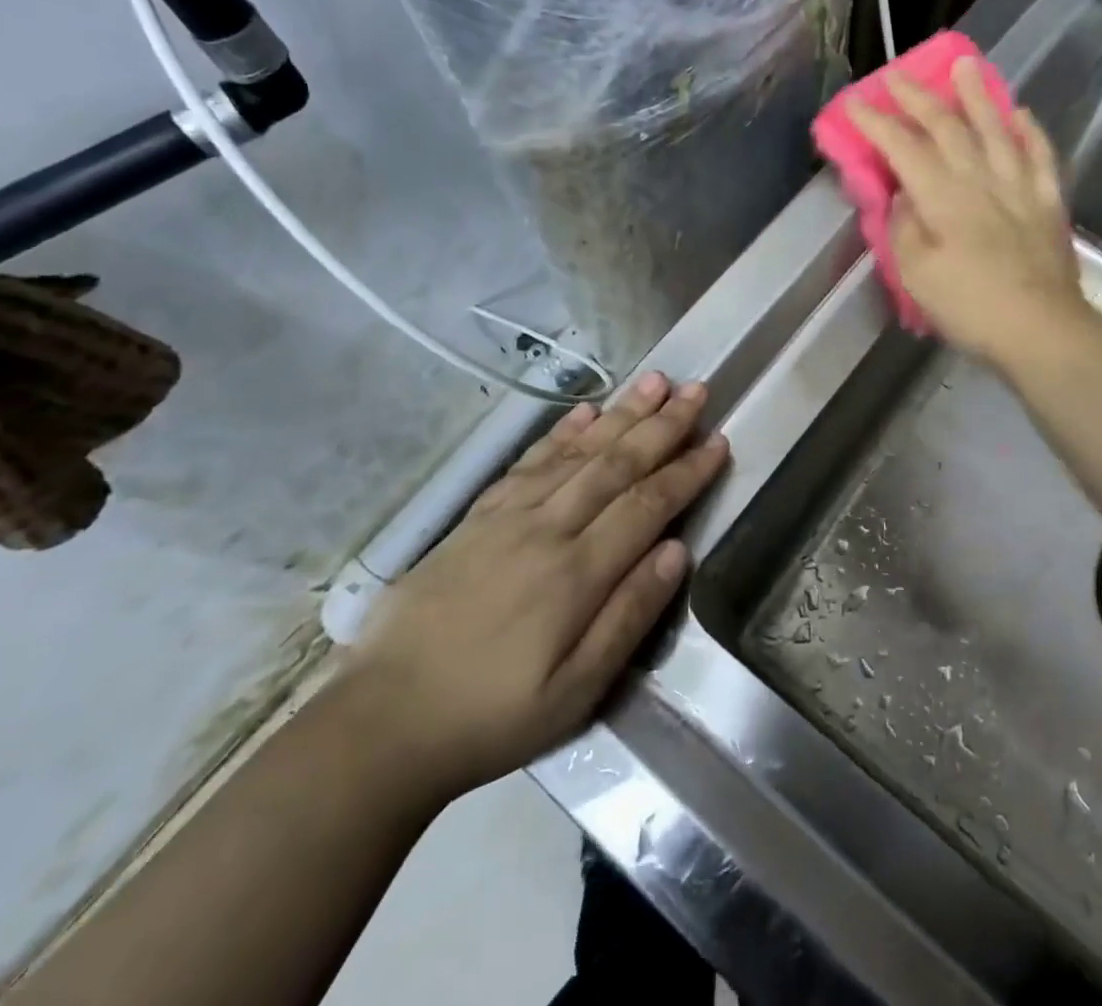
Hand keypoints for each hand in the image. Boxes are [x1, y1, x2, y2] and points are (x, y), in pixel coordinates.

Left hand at [342, 373, 726, 800]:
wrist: (384, 721)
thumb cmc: (493, 716)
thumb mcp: (575, 692)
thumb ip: (629, 616)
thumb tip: (678, 551)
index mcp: (576, 574)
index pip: (646, 505)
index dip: (686, 471)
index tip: (718, 440)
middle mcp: (547, 529)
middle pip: (615, 464)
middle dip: (662, 425)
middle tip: (697, 389)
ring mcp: (508, 517)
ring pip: (577, 452)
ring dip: (621, 414)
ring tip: (654, 381)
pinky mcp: (477, 517)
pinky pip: (529, 461)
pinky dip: (561, 433)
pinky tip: (585, 412)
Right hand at [848, 58, 1086, 366]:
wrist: (1040, 329)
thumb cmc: (969, 306)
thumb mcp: (915, 273)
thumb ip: (904, 227)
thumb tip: (904, 195)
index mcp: (942, 197)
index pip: (903, 148)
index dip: (876, 122)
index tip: (854, 102)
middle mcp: (980, 179)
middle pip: (947, 127)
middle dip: (918, 98)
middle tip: (897, 75)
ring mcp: (1019, 187)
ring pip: (996, 129)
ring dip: (977, 95)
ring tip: (965, 64)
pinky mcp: (1047, 202)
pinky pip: (1040, 156)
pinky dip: (1029, 131)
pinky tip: (1021, 114)